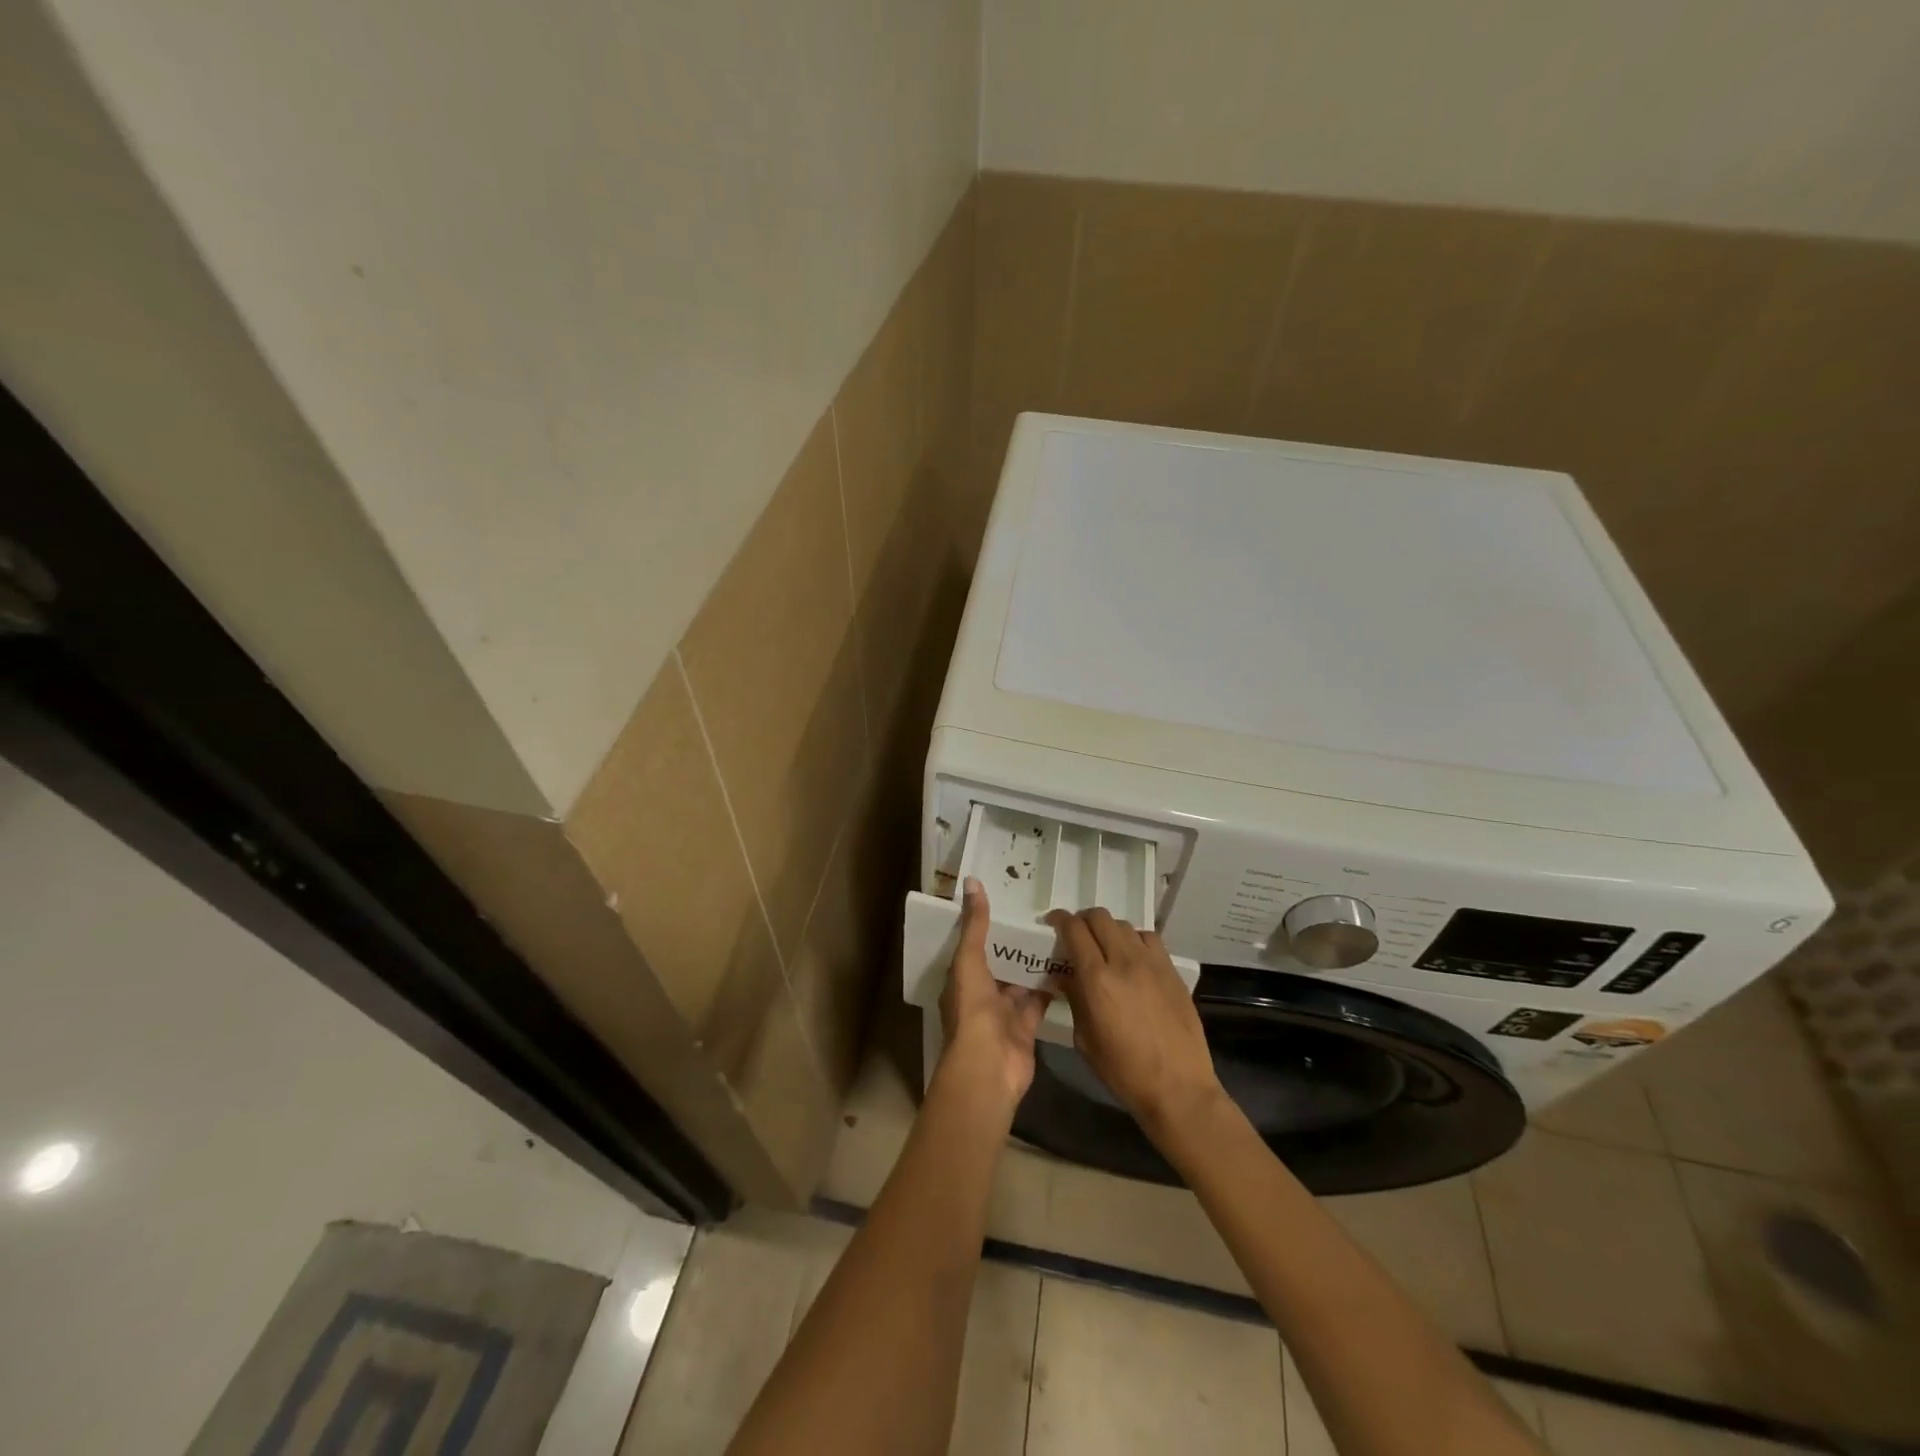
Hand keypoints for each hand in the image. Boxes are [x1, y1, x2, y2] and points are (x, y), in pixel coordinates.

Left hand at [938, 878, 1051, 1113]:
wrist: (990, 1066)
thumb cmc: (973, 1010)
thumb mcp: (969, 960)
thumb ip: (975, 924)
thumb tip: (972, 881)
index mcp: (962, 978)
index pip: (974, 945)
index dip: (987, 925)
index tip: (1009, 900)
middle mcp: (981, 994)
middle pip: (1000, 962)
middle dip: (1016, 943)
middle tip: (1041, 915)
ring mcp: (1005, 1012)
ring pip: (1022, 980)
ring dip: (1036, 962)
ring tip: (1059, 933)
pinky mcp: (1027, 1025)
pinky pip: (1040, 999)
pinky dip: (1052, 986)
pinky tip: (1070, 964)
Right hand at [1045, 907, 1222, 1137]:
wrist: (1178, 1086)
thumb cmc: (1124, 1071)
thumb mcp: (1085, 1040)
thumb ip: (1074, 1000)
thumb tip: (1064, 978)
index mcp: (1097, 980)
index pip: (1075, 930)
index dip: (1060, 920)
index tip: (1053, 922)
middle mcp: (1124, 961)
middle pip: (1100, 917)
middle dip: (1083, 920)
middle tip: (1076, 934)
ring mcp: (1152, 963)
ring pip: (1124, 925)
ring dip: (1109, 930)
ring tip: (1105, 946)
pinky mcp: (1172, 970)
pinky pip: (1149, 939)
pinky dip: (1134, 940)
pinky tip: (1132, 957)